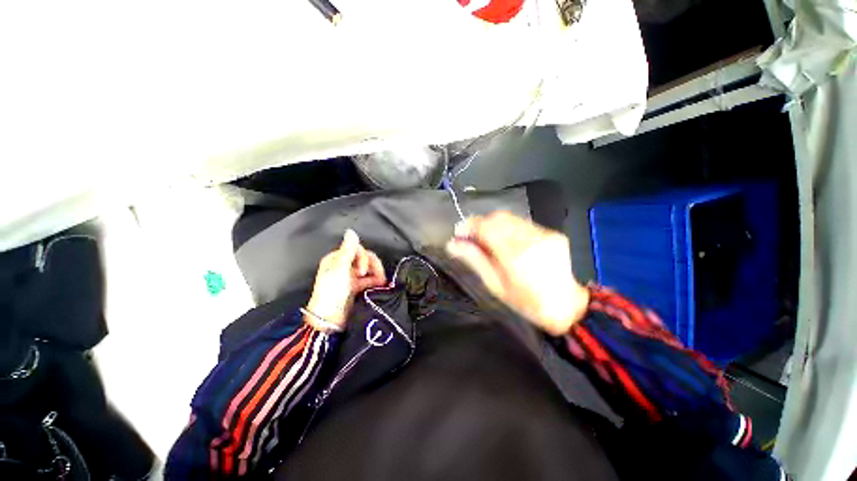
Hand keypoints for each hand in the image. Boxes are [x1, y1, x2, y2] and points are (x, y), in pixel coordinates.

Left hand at [305, 229, 386, 329]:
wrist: (331, 320)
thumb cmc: (332, 293)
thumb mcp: (339, 270)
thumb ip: (348, 250)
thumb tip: (351, 231)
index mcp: (337, 259)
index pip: (357, 249)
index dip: (363, 257)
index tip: (362, 270)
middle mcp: (345, 266)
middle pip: (365, 258)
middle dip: (372, 265)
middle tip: (373, 275)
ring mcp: (352, 277)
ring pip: (370, 268)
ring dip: (377, 273)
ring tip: (379, 282)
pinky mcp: (358, 286)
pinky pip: (371, 278)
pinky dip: (376, 280)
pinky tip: (379, 285)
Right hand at [445, 212, 588, 335]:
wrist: (565, 305)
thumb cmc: (525, 301)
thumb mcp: (494, 285)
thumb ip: (474, 260)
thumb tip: (451, 244)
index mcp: (515, 256)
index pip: (487, 227)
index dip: (469, 226)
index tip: (459, 232)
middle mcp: (531, 239)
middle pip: (498, 217)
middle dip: (481, 223)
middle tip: (472, 237)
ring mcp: (545, 234)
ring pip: (510, 217)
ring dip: (494, 225)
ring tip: (488, 239)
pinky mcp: (552, 232)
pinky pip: (523, 223)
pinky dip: (509, 228)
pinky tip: (507, 241)